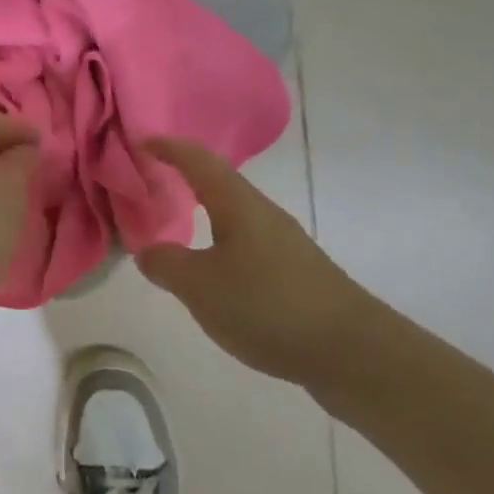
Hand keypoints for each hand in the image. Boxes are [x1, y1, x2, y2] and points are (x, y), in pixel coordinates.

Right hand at [136, 138, 369, 388]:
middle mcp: (263, 213)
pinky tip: (215, 269)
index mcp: (237, 203)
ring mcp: (284, 243)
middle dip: (185, 175)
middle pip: (219, 181)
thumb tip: (148, 250)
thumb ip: (166, 264)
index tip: (140, 142)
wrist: (353, 352)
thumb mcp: (200, 287)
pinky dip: (221, 241)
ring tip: (177, 224)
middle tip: (153, 179)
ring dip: (205, 210)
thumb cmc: (268, 305)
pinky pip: (247, 242)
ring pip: (235, 213)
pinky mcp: (296, 272)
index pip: (197, 160)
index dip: (168, 147)